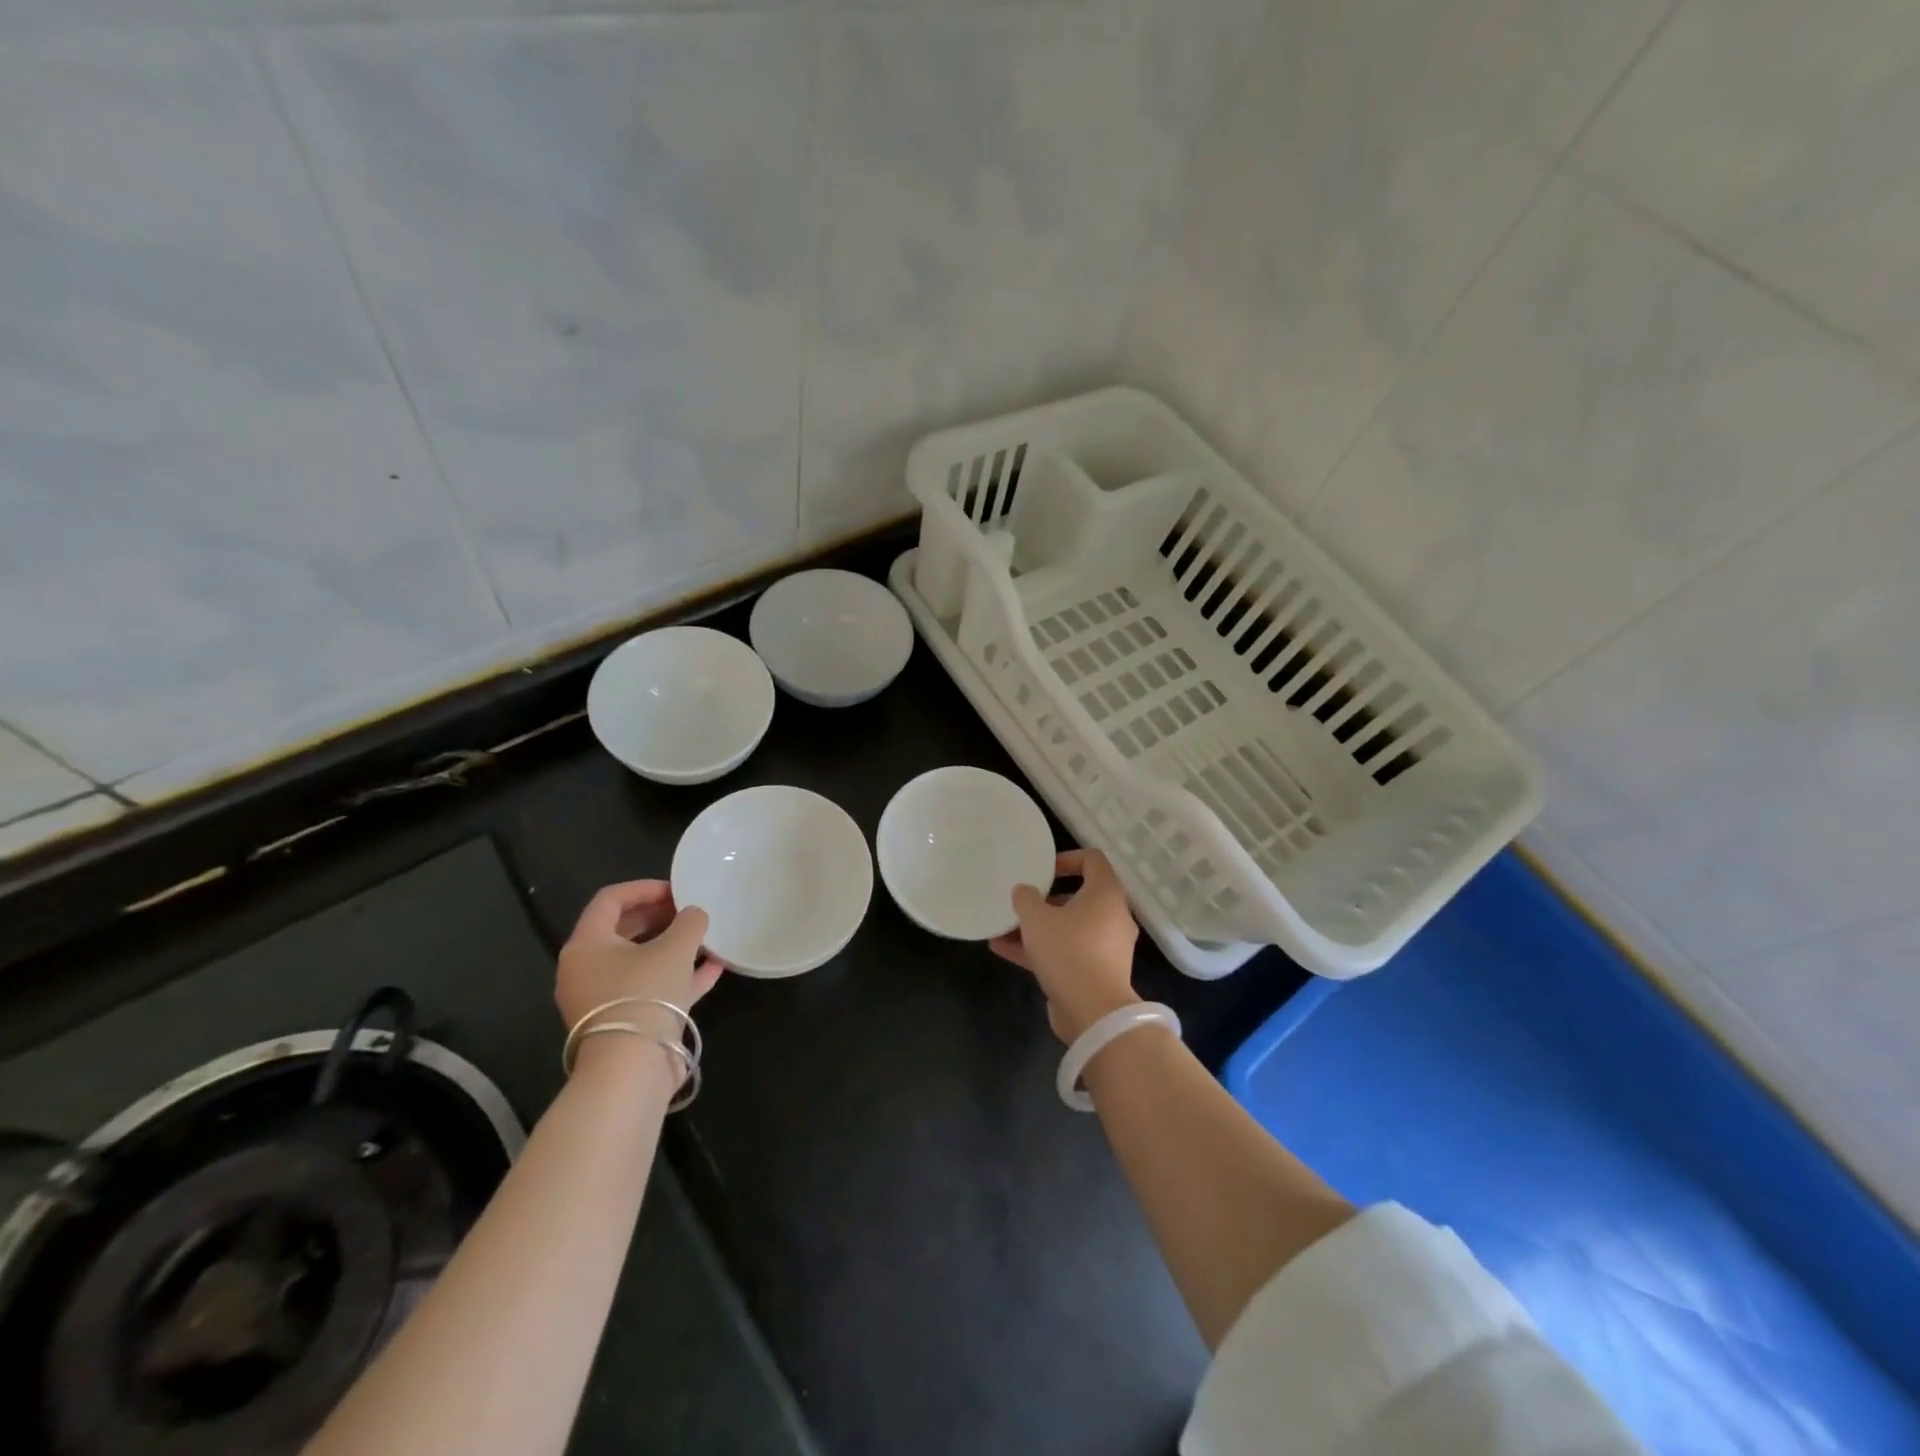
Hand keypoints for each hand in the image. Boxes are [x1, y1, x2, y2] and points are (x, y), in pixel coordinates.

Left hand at [556, 881, 722, 1074]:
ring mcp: (602, 998)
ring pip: (639, 961)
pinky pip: (650, 988)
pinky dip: (676, 975)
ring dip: (671, 946)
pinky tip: (712, 969)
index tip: (677, 889)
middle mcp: (586, 969)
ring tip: (704, 937)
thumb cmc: (645, 994)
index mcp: (587, 944)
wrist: (631, 1069)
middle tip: (689, 910)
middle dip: (659, 916)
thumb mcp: (675, 948)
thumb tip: (694, 914)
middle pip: (622, 930)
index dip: (645, 888)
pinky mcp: (623, 1022)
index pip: (610, 899)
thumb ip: (689, 922)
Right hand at [990, 849, 1139, 1043]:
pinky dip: (1040, 950)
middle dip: (1045, 899)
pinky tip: (1003, 950)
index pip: (1092, 860)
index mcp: (1106, 894)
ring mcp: (1105, 947)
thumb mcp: (1037, 918)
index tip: (1041, 870)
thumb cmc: (1068, 951)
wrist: (1094, 1013)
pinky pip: (1066, 952)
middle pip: (1078, 897)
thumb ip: (1026, 898)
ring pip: (1068, 928)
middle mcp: (1112, 917)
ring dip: (1037, 927)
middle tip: (1021, 901)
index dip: (1066, 858)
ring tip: (1003, 927)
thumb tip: (1024, 891)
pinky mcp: (1095, 973)